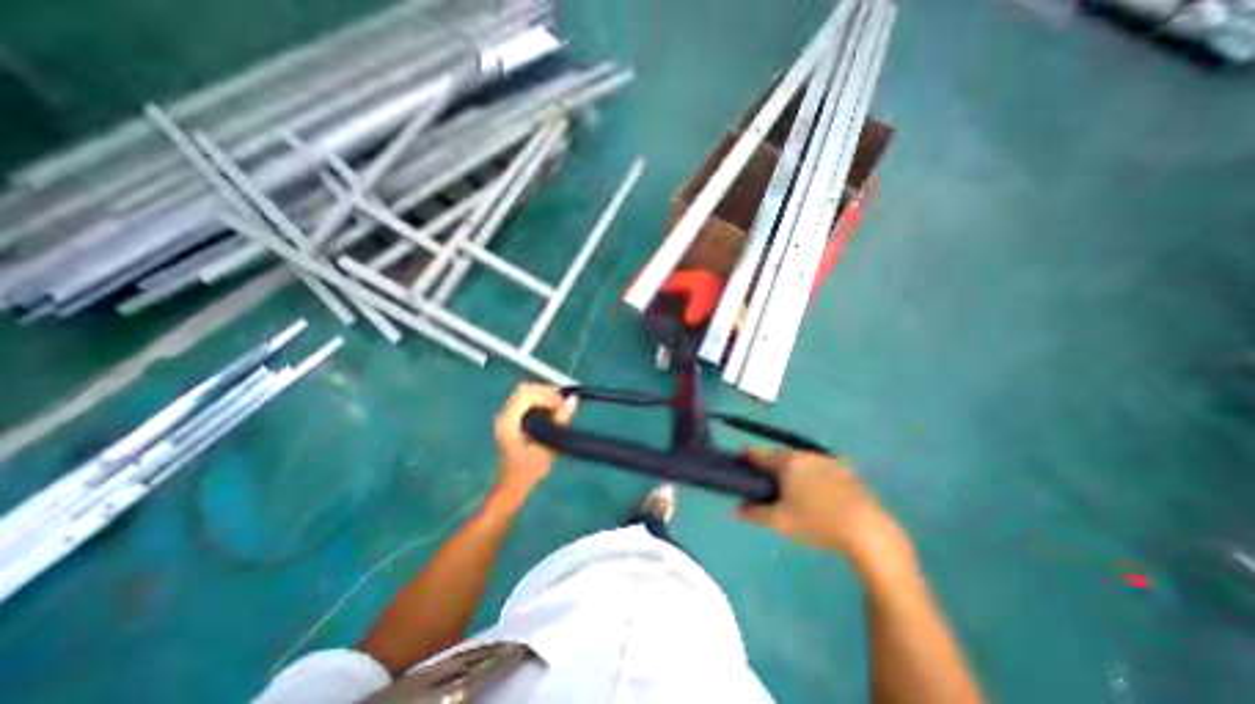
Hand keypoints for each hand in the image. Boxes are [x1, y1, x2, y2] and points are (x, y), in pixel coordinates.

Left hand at [496, 384, 581, 494]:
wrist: (512, 486)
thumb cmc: (529, 470)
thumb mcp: (547, 446)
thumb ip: (559, 421)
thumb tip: (573, 399)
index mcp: (508, 422)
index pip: (526, 394)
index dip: (546, 394)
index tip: (562, 404)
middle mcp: (504, 415)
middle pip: (524, 389)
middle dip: (546, 392)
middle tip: (563, 403)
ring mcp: (506, 416)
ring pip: (525, 393)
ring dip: (544, 396)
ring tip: (559, 406)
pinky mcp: (511, 419)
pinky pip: (525, 400)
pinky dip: (540, 401)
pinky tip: (551, 411)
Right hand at [739, 451, 908, 566]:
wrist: (867, 530)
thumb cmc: (817, 521)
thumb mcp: (780, 522)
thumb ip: (755, 514)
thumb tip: (737, 510)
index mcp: (787, 461)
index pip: (759, 454)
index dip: (747, 456)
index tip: (740, 460)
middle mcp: (806, 455)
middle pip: (781, 455)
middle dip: (771, 464)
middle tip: (765, 481)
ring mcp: (828, 461)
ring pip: (802, 461)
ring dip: (793, 469)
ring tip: (791, 488)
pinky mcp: (846, 471)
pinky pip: (820, 469)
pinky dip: (813, 475)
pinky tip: (817, 494)